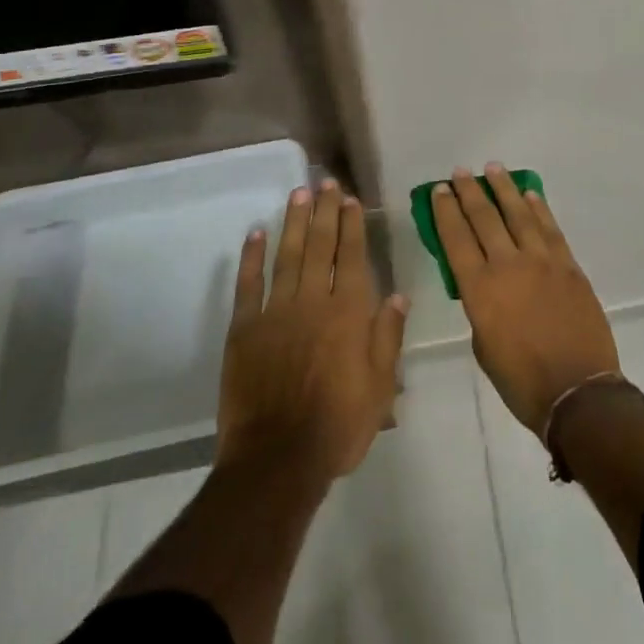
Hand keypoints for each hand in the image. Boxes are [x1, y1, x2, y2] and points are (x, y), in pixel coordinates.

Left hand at [218, 180, 408, 479]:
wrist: (277, 460)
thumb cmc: (338, 426)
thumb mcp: (380, 387)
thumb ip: (388, 336)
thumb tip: (399, 294)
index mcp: (349, 312)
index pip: (352, 256)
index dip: (352, 225)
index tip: (350, 199)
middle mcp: (313, 301)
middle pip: (320, 246)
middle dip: (324, 211)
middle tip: (325, 182)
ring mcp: (275, 312)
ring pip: (287, 256)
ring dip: (293, 222)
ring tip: (298, 193)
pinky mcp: (244, 329)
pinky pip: (248, 285)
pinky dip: (252, 257)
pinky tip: (256, 234)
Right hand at [432, 164, 619, 433]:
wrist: (578, 391)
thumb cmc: (522, 381)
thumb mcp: (484, 347)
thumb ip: (480, 307)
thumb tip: (484, 285)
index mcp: (480, 289)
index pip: (456, 239)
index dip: (446, 211)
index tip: (439, 190)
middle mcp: (508, 265)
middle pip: (484, 218)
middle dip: (470, 192)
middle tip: (461, 172)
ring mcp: (542, 261)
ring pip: (519, 214)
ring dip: (504, 188)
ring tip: (493, 169)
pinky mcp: (568, 265)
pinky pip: (550, 228)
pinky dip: (539, 208)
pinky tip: (530, 194)